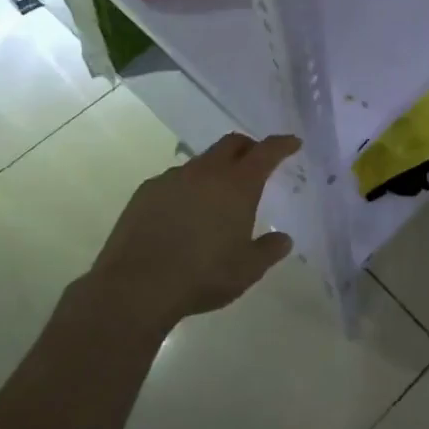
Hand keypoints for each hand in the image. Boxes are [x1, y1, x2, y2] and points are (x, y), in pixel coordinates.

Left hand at [82, 132, 300, 333]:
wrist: (136, 286)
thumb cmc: (202, 276)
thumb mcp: (247, 270)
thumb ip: (269, 250)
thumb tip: (283, 239)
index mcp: (238, 185)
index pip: (266, 152)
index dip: (282, 145)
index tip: (293, 143)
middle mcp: (206, 172)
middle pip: (232, 143)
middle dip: (248, 147)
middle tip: (256, 161)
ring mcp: (173, 178)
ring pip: (202, 161)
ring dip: (215, 170)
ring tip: (217, 196)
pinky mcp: (146, 191)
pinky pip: (175, 180)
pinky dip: (187, 187)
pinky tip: (183, 213)